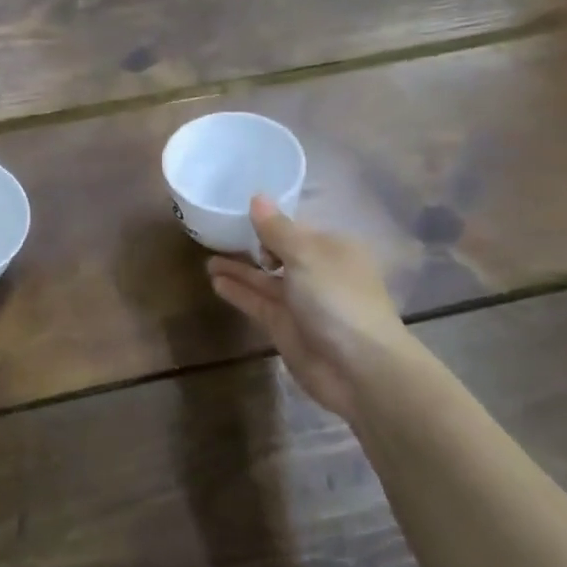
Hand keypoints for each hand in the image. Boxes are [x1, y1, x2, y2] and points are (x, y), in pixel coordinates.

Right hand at [208, 198, 421, 419]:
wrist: (358, 368)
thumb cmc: (337, 299)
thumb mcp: (306, 255)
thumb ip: (276, 229)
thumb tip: (257, 198)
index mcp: (332, 249)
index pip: (296, 229)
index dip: (269, 222)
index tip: (238, 215)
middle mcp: (317, 273)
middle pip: (279, 254)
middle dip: (252, 246)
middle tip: (216, 236)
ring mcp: (301, 302)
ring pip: (264, 280)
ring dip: (238, 269)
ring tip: (207, 259)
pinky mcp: (285, 327)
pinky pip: (257, 302)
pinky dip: (238, 291)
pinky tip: (215, 281)